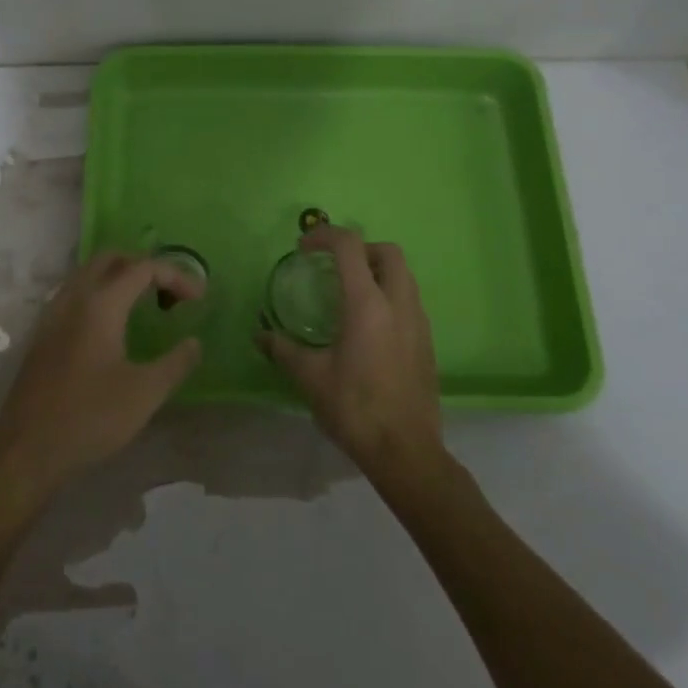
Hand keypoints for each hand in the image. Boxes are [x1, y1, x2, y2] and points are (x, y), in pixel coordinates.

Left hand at [0, 251, 202, 501]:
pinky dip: (100, 294)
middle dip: (145, 267)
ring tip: (145, 306)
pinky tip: (112, 327)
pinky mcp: (42, 334)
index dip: (176, 276)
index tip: (199, 299)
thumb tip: (193, 343)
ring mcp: (52, 314)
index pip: (143, 268)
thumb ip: (175, 363)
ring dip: (120, 278)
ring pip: (89, 274)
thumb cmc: (90, 417)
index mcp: (100, 304)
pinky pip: (75, 294)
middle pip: (111, 259)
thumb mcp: (145, 393)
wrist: (26, 450)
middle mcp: (73, 298)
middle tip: (169, 294)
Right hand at [259, 226, 441, 477]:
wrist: (406, 451)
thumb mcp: (310, 377)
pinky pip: (410, 300)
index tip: (303, 249)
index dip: (324, 236)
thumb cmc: (354, 408)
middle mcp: (398, 304)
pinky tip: (369, 326)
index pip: (349, 245)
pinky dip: (389, 295)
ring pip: (404, 275)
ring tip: (349, 293)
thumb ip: (283, 349)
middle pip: (388, 251)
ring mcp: (418, 322)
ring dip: (377, 271)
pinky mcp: (427, 342)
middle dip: (359, 248)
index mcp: (367, 304)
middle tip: (334, 266)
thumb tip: (260, 336)